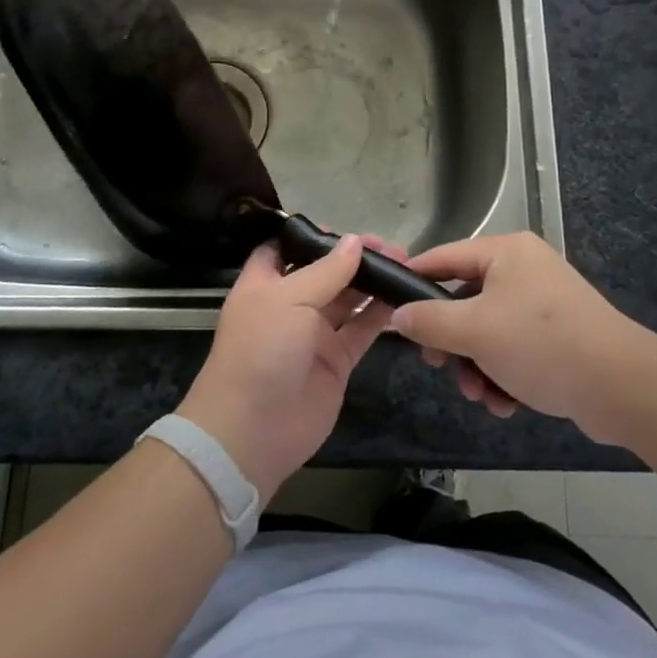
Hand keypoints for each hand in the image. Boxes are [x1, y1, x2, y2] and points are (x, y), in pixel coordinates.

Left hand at [177, 235, 392, 495]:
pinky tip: (403, 296)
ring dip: (372, 282)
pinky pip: (362, 330)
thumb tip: (355, 241)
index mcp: (265, 283)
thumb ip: (326, 271)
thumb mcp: (288, 299)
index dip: (311, 236)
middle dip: (353, 257)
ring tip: (404, 263)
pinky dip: (380, 314)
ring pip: (347, 299)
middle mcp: (289, 304)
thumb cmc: (260, 350)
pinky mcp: (336, 361)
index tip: (343, 228)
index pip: (285, 249)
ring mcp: (314, 334)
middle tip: (389, 245)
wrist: (253, 430)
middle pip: (324, 272)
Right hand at [391, 233, 656, 442]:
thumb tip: (397, 316)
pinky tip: (505, 403)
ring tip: (480, 395)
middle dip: (451, 340)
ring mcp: (542, 303)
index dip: (413, 281)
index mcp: (505, 252)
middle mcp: (523, 269)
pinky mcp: (557, 335)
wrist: (622, 387)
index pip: (443, 257)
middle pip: (465, 299)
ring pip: (487, 330)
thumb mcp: (475, 331)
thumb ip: (429, 321)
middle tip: (438, 366)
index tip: (387, 306)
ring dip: (476, 364)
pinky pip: (514, 348)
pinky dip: (503, 373)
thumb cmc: (541, 344)